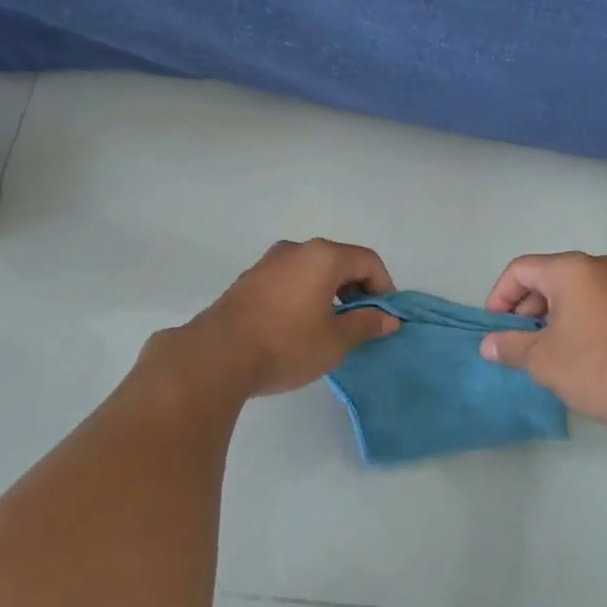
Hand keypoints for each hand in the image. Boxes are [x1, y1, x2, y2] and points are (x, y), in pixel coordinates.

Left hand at [172, 238, 400, 397]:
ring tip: (330, 327)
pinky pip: (289, 279)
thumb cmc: (286, 344)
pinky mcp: (248, 280)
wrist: (217, 356)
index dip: (384, 286)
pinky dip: (304, 294)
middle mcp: (296, 250)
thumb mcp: (335, 341)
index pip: (367, 260)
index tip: (385, 316)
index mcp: (323, 256)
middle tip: (361, 322)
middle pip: (339, 261)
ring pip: (312, 269)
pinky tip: (298, 326)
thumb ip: (365, 325)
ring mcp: (268, 262)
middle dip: (357, 289)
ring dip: (329, 292)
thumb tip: (389, 319)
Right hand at [480, 252, 606, 435]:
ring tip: (543, 351)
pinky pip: (595, 304)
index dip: (499, 296)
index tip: (495, 328)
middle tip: (516, 340)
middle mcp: (598, 268)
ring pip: (572, 292)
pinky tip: (574, 354)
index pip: (520, 270)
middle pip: (546, 277)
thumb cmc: (596, 367)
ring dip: (550, 316)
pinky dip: (576, 320)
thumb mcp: (543, 359)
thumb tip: (488, 345)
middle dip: (524, 307)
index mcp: (571, 269)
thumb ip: (510, 346)